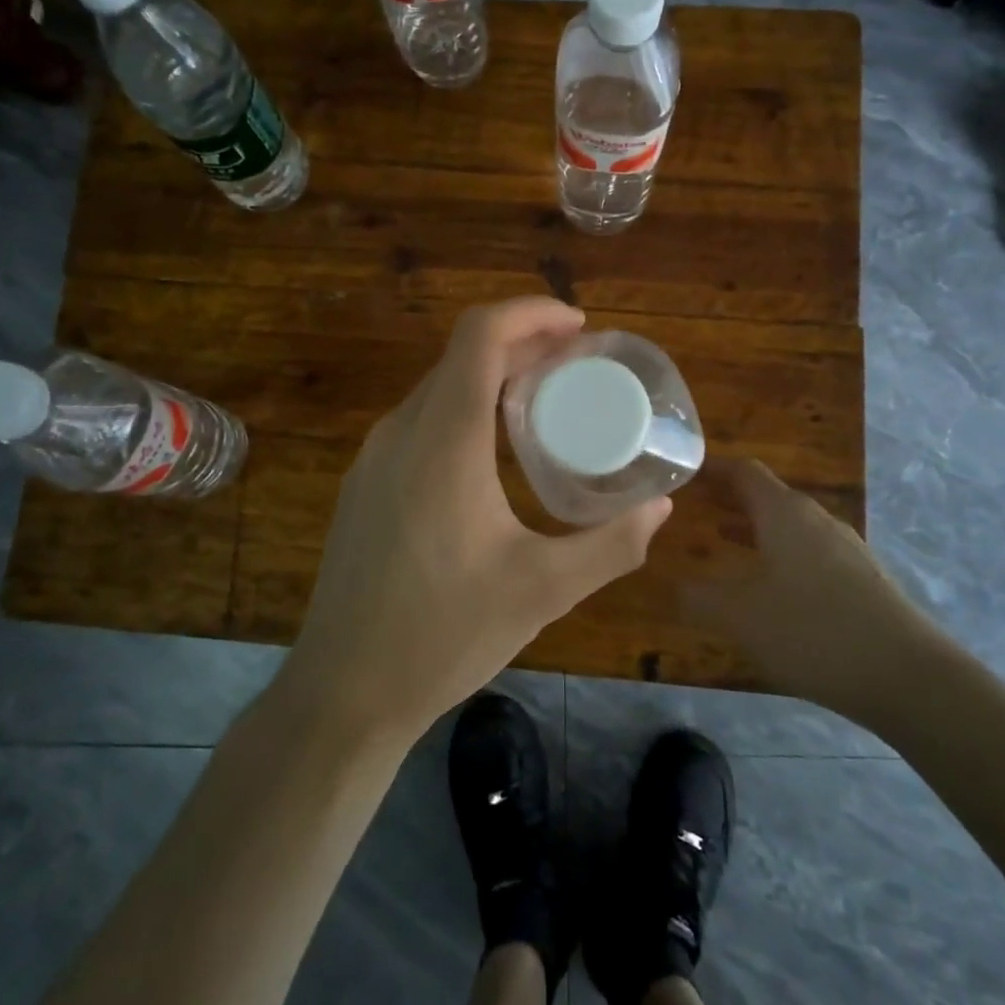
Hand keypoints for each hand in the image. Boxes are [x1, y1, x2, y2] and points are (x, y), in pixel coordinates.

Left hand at [283, 298, 671, 741]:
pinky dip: (462, 410)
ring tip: (543, 403)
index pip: (480, 335)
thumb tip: (661, 508)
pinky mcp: (363, 485)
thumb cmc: (443, 635)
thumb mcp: (542, 591)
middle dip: (521, 344)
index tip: (577, 327)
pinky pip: (418, 422)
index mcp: (443, 440)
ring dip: (490, 378)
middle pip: (461, 356)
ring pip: (438, 389)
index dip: (530, 313)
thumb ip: (611, 545)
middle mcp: (401, 432)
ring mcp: (373, 458)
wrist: (344, 691)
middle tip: (576, 365)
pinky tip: (490, 455)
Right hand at [686, 459, 947, 727]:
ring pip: (792, 526)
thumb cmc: (814, 632)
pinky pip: (813, 553)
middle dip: (732, 500)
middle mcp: (817, 520)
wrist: (910, 677)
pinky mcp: (866, 580)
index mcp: (785, 514)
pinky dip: (783, 555)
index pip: (745, 472)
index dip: (714, 469)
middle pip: (770, 496)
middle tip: (698, 508)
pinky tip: (774, 589)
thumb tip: (675, 587)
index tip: (687, 473)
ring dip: (758, 529)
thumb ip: (700, 598)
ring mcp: (847, 549)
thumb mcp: (741, 617)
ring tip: (725, 543)